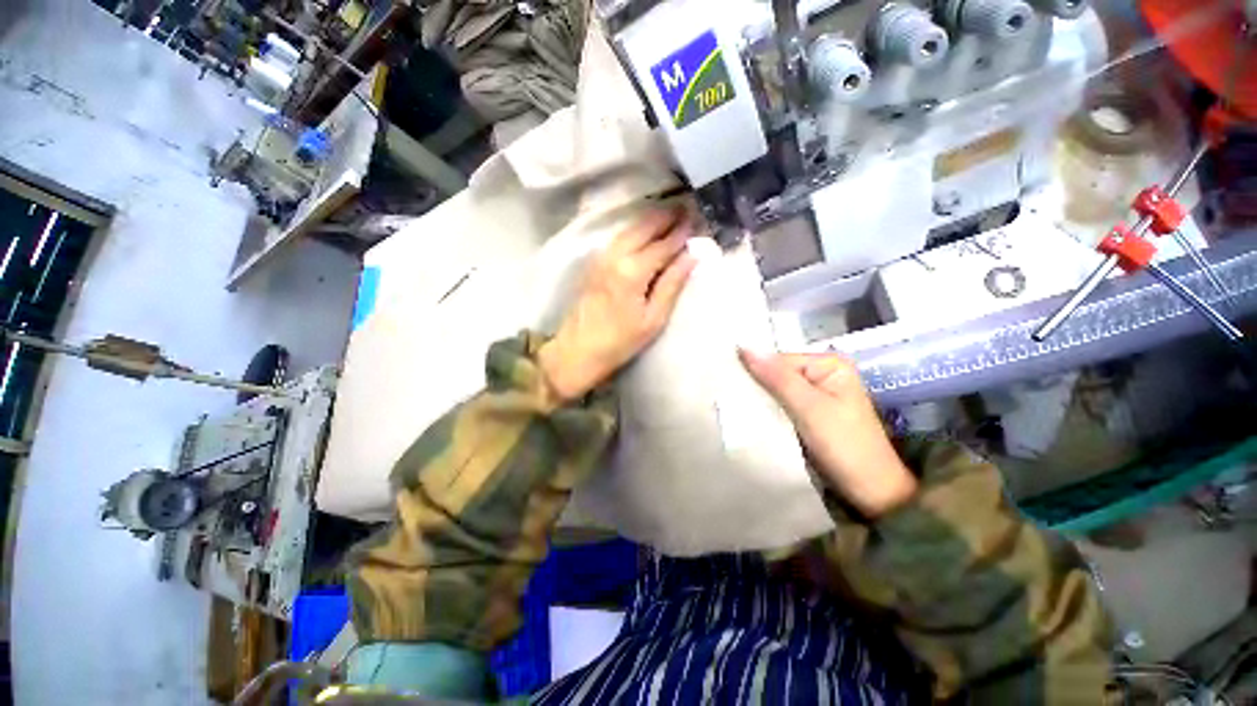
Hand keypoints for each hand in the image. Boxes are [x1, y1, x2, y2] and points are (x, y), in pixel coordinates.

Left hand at [538, 207, 697, 401]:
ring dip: (651, 220)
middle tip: (688, 209)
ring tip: (671, 216)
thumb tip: (693, 255)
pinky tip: (646, 232)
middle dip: (667, 216)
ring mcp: (601, 256)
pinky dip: (636, 229)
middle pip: (645, 226)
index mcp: (633, 271)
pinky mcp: (594, 262)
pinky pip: (619, 237)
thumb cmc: (620, 341)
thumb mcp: (653, 319)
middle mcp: (615, 255)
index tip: (699, 219)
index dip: (683, 232)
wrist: (577, 350)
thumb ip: (672, 284)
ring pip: (630, 228)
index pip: (664, 244)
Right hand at [739, 350, 917, 517]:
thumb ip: (777, 378)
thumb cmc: (845, 446)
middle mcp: (821, 374)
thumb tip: (744, 347)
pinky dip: (766, 411)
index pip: (778, 360)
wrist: (871, 492)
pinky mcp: (809, 414)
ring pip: (776, 391)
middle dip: (756, 386)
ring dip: (759, 400)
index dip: (754, 372)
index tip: (728, 385)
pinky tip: (750, 417)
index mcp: (828, 364)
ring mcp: (815, 395)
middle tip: (725, 397)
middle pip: (776, 374)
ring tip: (732, 408)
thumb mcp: (809, 409)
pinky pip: (780, 405)